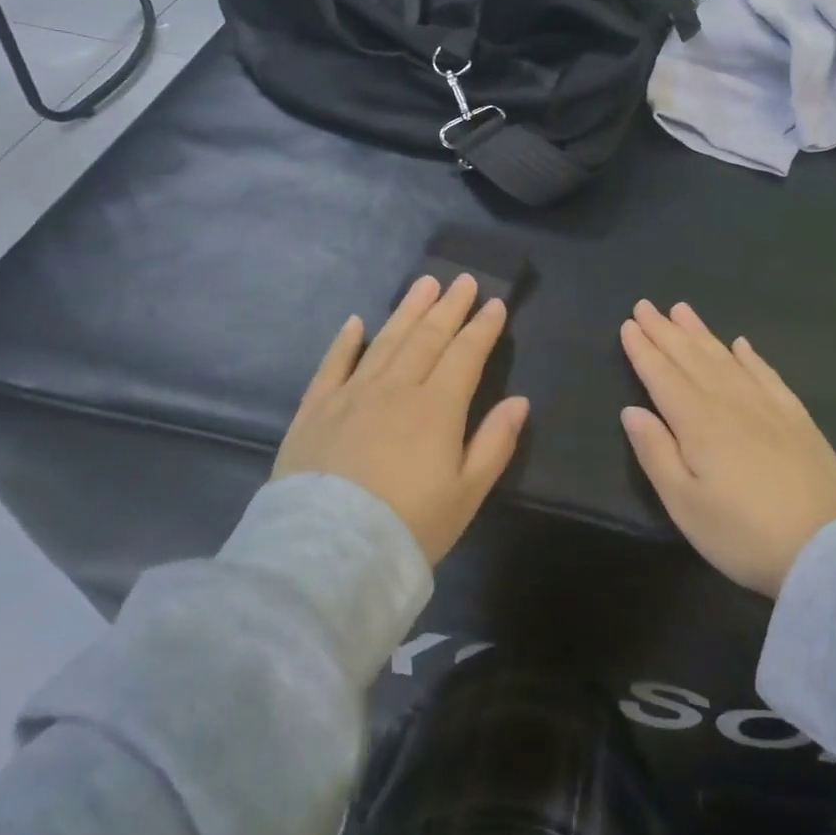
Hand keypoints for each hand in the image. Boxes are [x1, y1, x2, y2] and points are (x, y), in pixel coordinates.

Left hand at [273, 274, 527, 564]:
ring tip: (424, 284)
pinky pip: (333, 364)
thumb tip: (519, 401)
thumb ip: (495, 443)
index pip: (465, 355)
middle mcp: (396, 388)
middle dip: (449, 307)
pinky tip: (356, 322)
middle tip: (463, 280)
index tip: (495, 304)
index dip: (482, 328)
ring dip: (407, 310)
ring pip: (386, 341)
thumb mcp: (467, 494)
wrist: (328, 554)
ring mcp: (352, 394)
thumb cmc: (408, 526)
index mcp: (437, 407)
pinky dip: (346, 341)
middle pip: (427, 338)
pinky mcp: (316, 410)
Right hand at [620, 301, 835, 597]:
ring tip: (683, 310)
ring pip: (726, 359)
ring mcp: (767, 406)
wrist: (827, 549)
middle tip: (646, 304)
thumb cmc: (743, 534)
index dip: (644, 350)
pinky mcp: (797, 418)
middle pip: (692, 359)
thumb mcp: (685, 504)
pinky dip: (751, 357)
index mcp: (698, 422)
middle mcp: (730, 402)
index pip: (663, 376)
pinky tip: (742, 344)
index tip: (629, 323)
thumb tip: (631, 410)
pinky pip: (767, 375)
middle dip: (666, 331)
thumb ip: (655, 453)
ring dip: (701, 333)